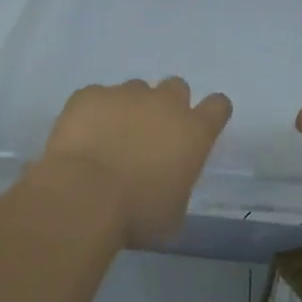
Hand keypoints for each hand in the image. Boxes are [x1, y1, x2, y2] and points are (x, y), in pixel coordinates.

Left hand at [38, 78, 232, 247]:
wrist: (83, 196)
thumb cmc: (137, 214)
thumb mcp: (173, 214)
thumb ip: (178, 186)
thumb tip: (168, 184)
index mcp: (194, 132)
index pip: (218, 106)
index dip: (211, 114)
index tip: (200, 128)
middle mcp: (164, 103)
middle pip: (176, 88)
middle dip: (167, 106)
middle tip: (151, 134)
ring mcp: (125, 94)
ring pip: (135, 90)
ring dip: (130, 109)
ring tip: (111, 138)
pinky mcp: (91, 94)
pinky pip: (97, 97)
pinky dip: (95, 113)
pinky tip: (83, 138)